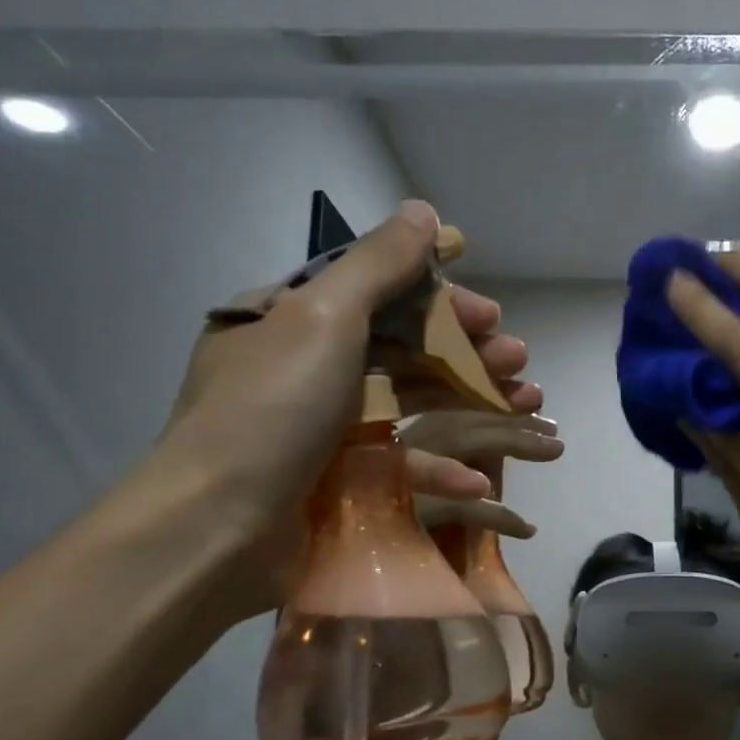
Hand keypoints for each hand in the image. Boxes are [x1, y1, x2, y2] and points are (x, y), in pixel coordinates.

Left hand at [158, 199, 542, 614]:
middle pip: (402, 347)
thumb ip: (378, 264)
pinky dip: (440, 466)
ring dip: (470, 399)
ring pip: (411, 402)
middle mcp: (304, 367)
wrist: (215, 529)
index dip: (438, 298)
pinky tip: (480, 474)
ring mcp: (322, 428)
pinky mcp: (338, 481)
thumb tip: (423, 211)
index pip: (376, 292)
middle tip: (517, 358)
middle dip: (466, 350)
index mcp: (288, 319)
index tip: (489, 312)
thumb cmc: (271, 408)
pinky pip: (398, 461)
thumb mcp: (322, 316)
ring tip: (524, 402)